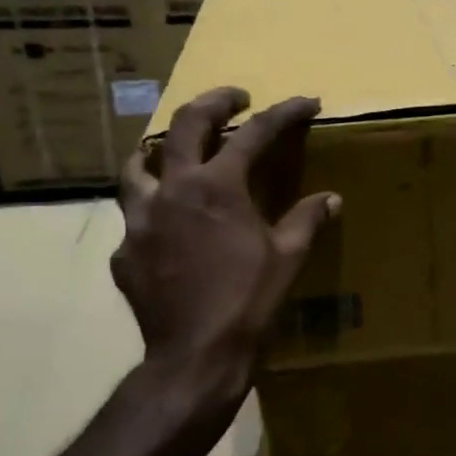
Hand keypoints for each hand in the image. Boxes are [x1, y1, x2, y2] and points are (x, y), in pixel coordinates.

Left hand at [112, 87, 340, 389]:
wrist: (196, 355)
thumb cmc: (249, 301)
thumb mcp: (288, 257)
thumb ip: (307, 219)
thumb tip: (331, 198)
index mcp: (217, 186)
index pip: (255, 134)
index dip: (285, 113)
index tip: (306, 103)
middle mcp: (172, 190)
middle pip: (186, 125)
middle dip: (215, 103)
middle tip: (234, 100)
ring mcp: (139, 219)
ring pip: (137, 165)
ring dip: (160, 150)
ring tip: (175, 151)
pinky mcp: (124, 251)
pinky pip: (134, 218)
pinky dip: (152, 211)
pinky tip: (166, 228)